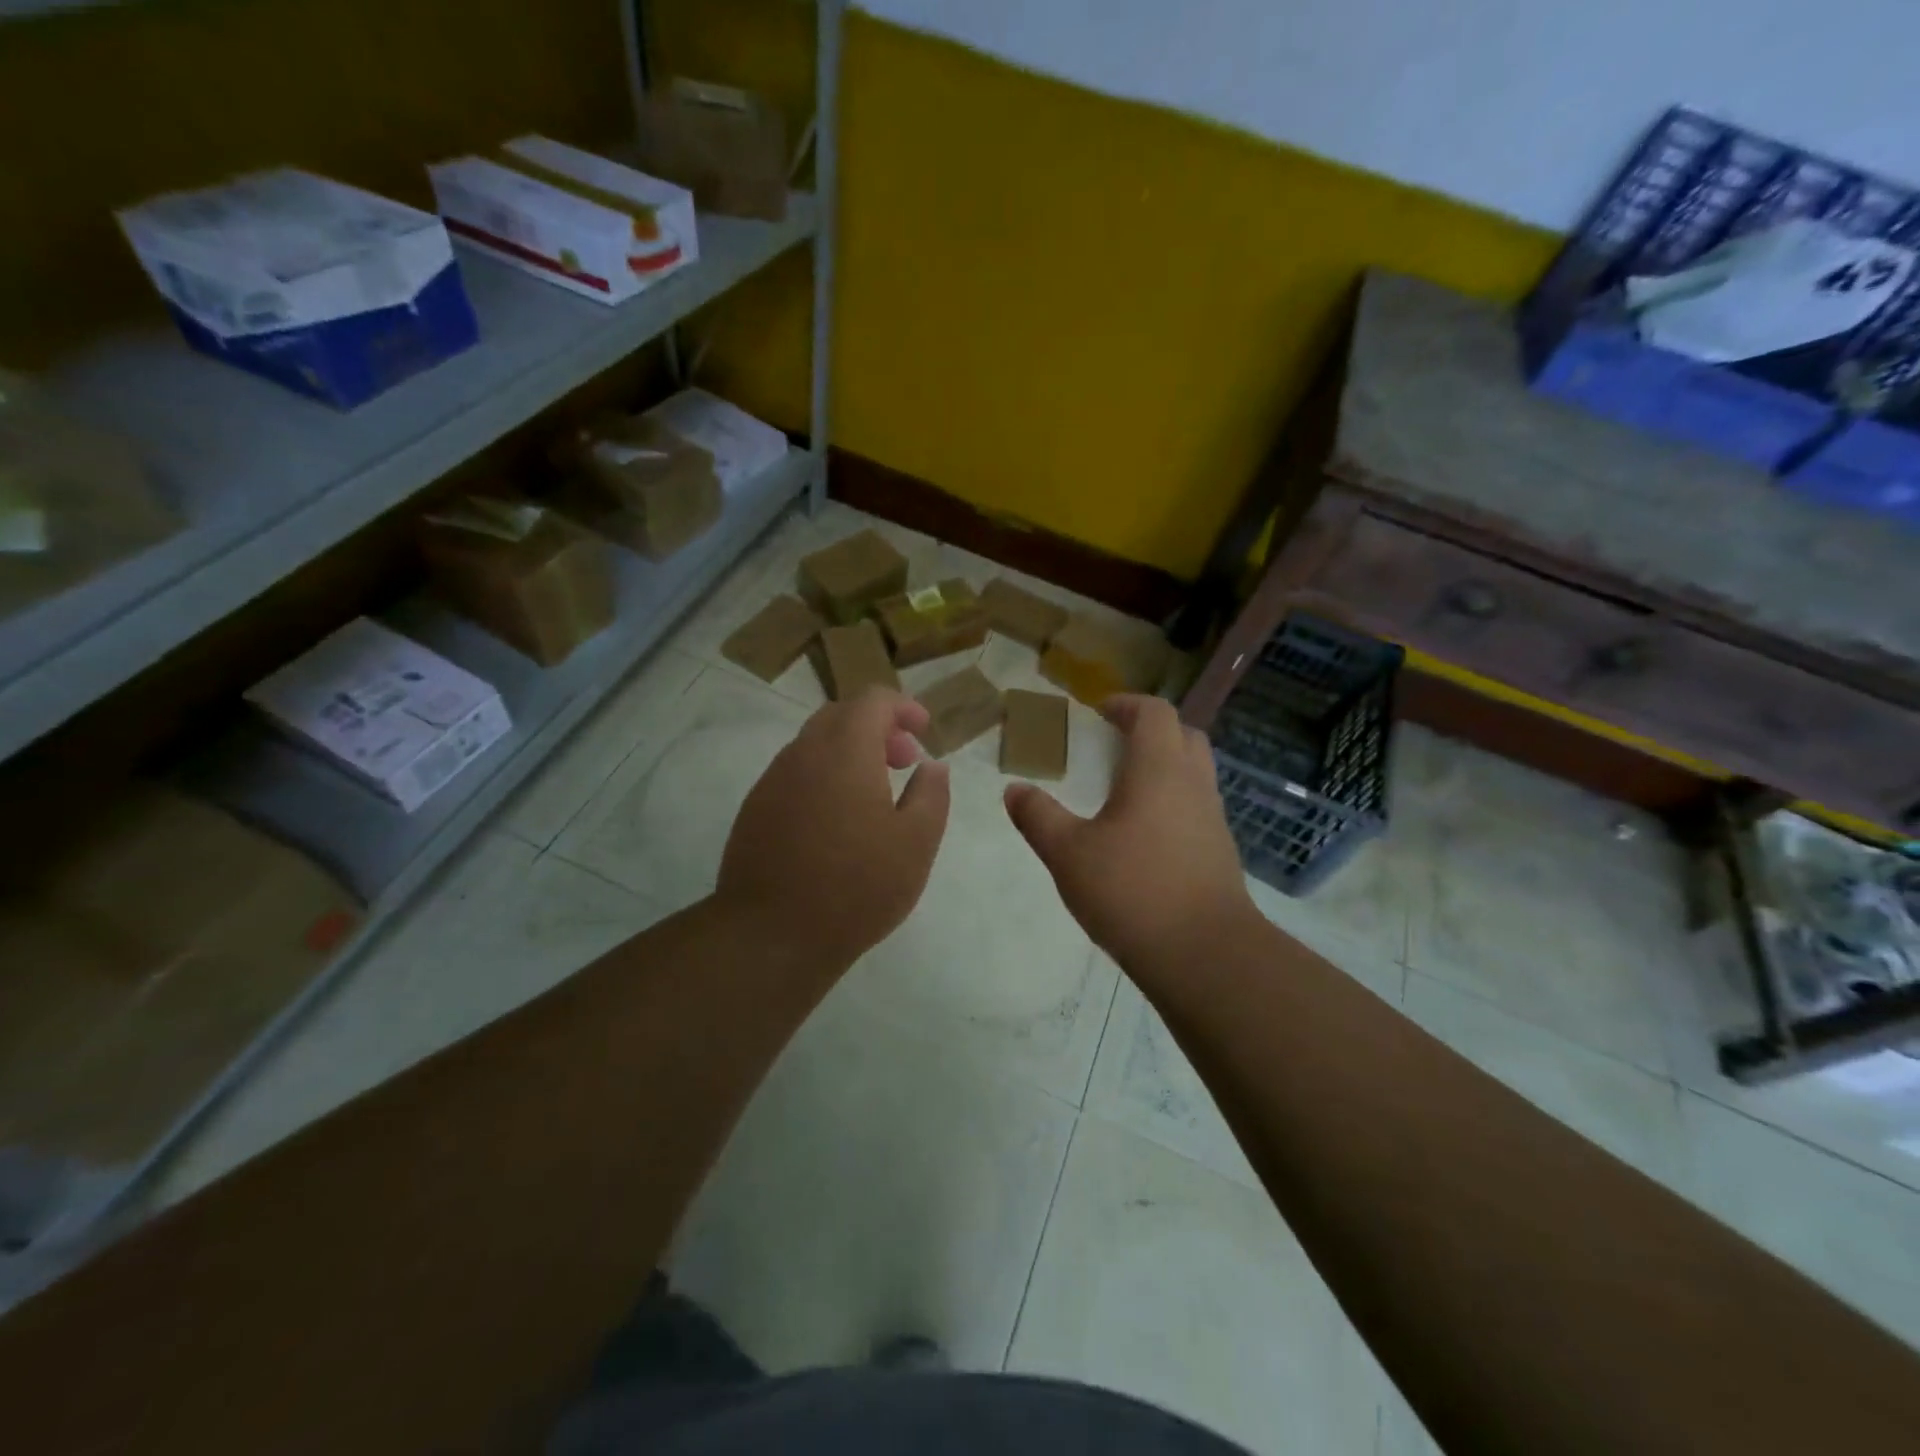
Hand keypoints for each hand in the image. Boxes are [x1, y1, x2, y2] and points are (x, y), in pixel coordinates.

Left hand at [717, 688, 950, 971]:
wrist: (771, 935)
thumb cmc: (857, 886)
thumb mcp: (916, 842)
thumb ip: (932, 794)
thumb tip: (932, 766)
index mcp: (845, 751)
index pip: (872, 700)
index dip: (902, 706)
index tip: (923, 730)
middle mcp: (803, 754)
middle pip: (840, 716)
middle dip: (876, 728)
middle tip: (903, 761)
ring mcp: (772, 781)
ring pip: (814, 745)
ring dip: (848, 753)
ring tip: (874, 794)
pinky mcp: (754, 810)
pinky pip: (794, 775)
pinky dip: (823, 777)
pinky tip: (836, 822)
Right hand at [1005, 694, 1258, 974]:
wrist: (1204, 954)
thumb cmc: (1132, 891)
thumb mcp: (1068, 854)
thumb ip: (1038, 817)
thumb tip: (1014, 790)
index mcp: (1159, 770)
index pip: (1154, 712)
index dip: (1126, 704)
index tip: (1098, 713)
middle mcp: (1194, 784)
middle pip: (1183, 735)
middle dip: (1150, 730)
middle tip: (1113, 746)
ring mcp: (1213, 818)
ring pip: (1195, 772)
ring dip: (1165, 766)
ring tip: (1124, 791)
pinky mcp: (1220, 851)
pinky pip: (1198, 806)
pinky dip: (1173, 801)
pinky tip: (1144, 835)